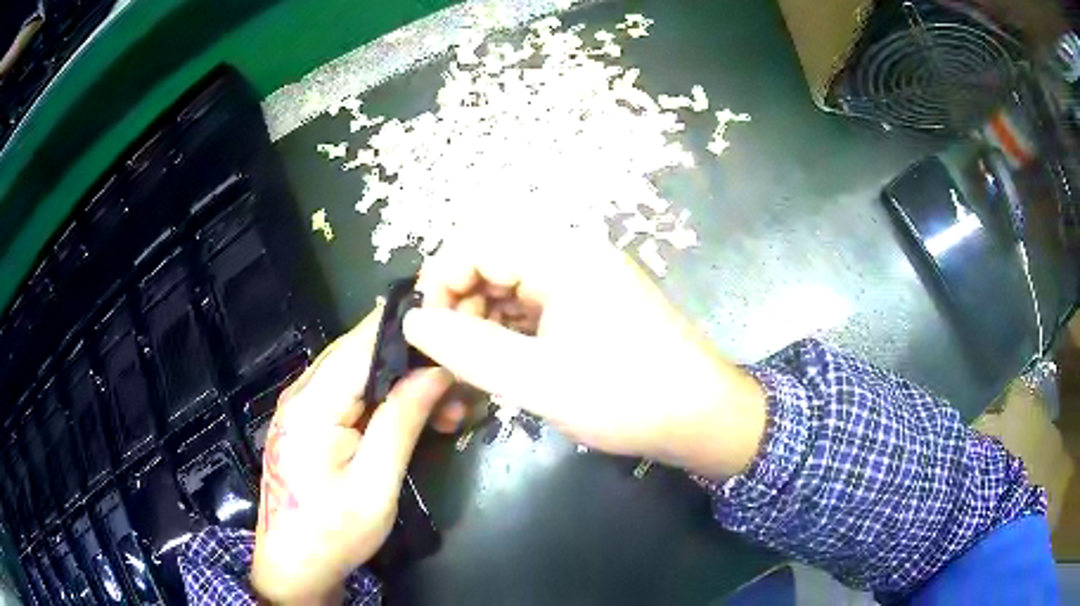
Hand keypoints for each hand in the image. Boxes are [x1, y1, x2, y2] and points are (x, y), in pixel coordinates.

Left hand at [250, 306, 453, 604]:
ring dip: (402, 381)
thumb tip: (436, 372)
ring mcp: (300, 405)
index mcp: (312, 405)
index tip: (453, 328)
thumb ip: (402, 423)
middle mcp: (300, 392)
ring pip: (358, 370)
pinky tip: (412, 416)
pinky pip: (349, 392)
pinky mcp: (306, 419)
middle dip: (412, 360)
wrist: (293, 565)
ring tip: (444, 409)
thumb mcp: (375, 485)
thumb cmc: (334, 533)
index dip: (407, 328)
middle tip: (458, 385)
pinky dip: (383, 397)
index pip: (363, 344)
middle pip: (360, 351)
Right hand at [404, 230, 766, 478]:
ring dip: (484, 324)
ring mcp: (586, 281)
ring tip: (472, 369)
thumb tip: (414, 321)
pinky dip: (511, 333)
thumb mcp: (537, 379)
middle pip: (493, 264)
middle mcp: (573, 256)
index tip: (425, 331)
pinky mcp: (593, 306)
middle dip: (461, 307)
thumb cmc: (625, 397)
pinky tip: (503, 366)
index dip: (441, 282)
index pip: (477, 244)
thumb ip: (467, 348)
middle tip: (448, 359)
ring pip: (512, 289)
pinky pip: (536, 309)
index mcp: (563, 257)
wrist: (701, 418)